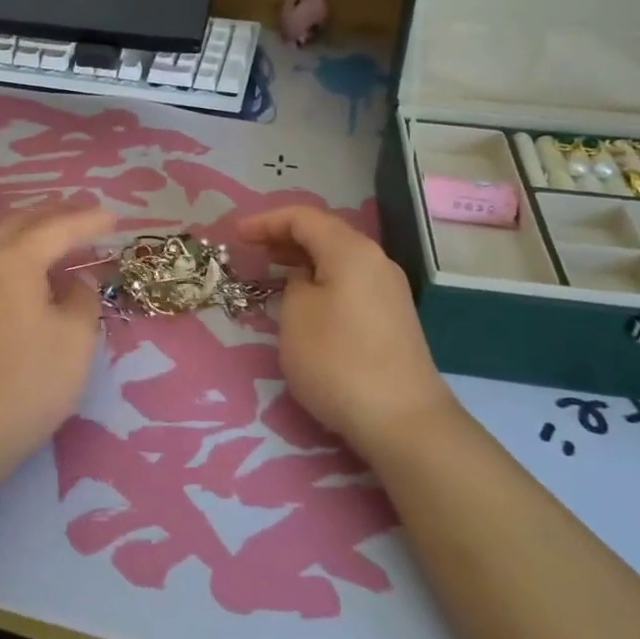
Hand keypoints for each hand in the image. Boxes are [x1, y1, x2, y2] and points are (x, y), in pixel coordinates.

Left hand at [0, 207, 115, 479]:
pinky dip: (23, 258)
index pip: (58, 228)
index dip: (90, 221)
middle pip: (24, 224)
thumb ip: (82, 298)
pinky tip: (40, 277)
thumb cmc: (27, 383)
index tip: (117, 219)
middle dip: (58, 216)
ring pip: (5, 244)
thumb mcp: (75, 339)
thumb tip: (76, 282)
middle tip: (90, 218)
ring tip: (69, 242)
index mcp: (13, 260)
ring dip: (38, 236)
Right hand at [238, 206, 455, 457]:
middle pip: (325, 234)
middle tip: (251, 250)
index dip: (266, 221)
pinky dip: (322, 279)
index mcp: (351, 251)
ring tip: (272, 270)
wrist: (403, 420)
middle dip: (285, 237)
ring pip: (339, 259)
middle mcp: (376, 261)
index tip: (237, 236)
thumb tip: (306, 280)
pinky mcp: (393, 317)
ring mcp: (389, 289)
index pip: (303, 218)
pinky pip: (350, 281)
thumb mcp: (296, 316)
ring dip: (303, 259)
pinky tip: (305, 299)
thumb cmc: (338, 361)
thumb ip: (294, 284)